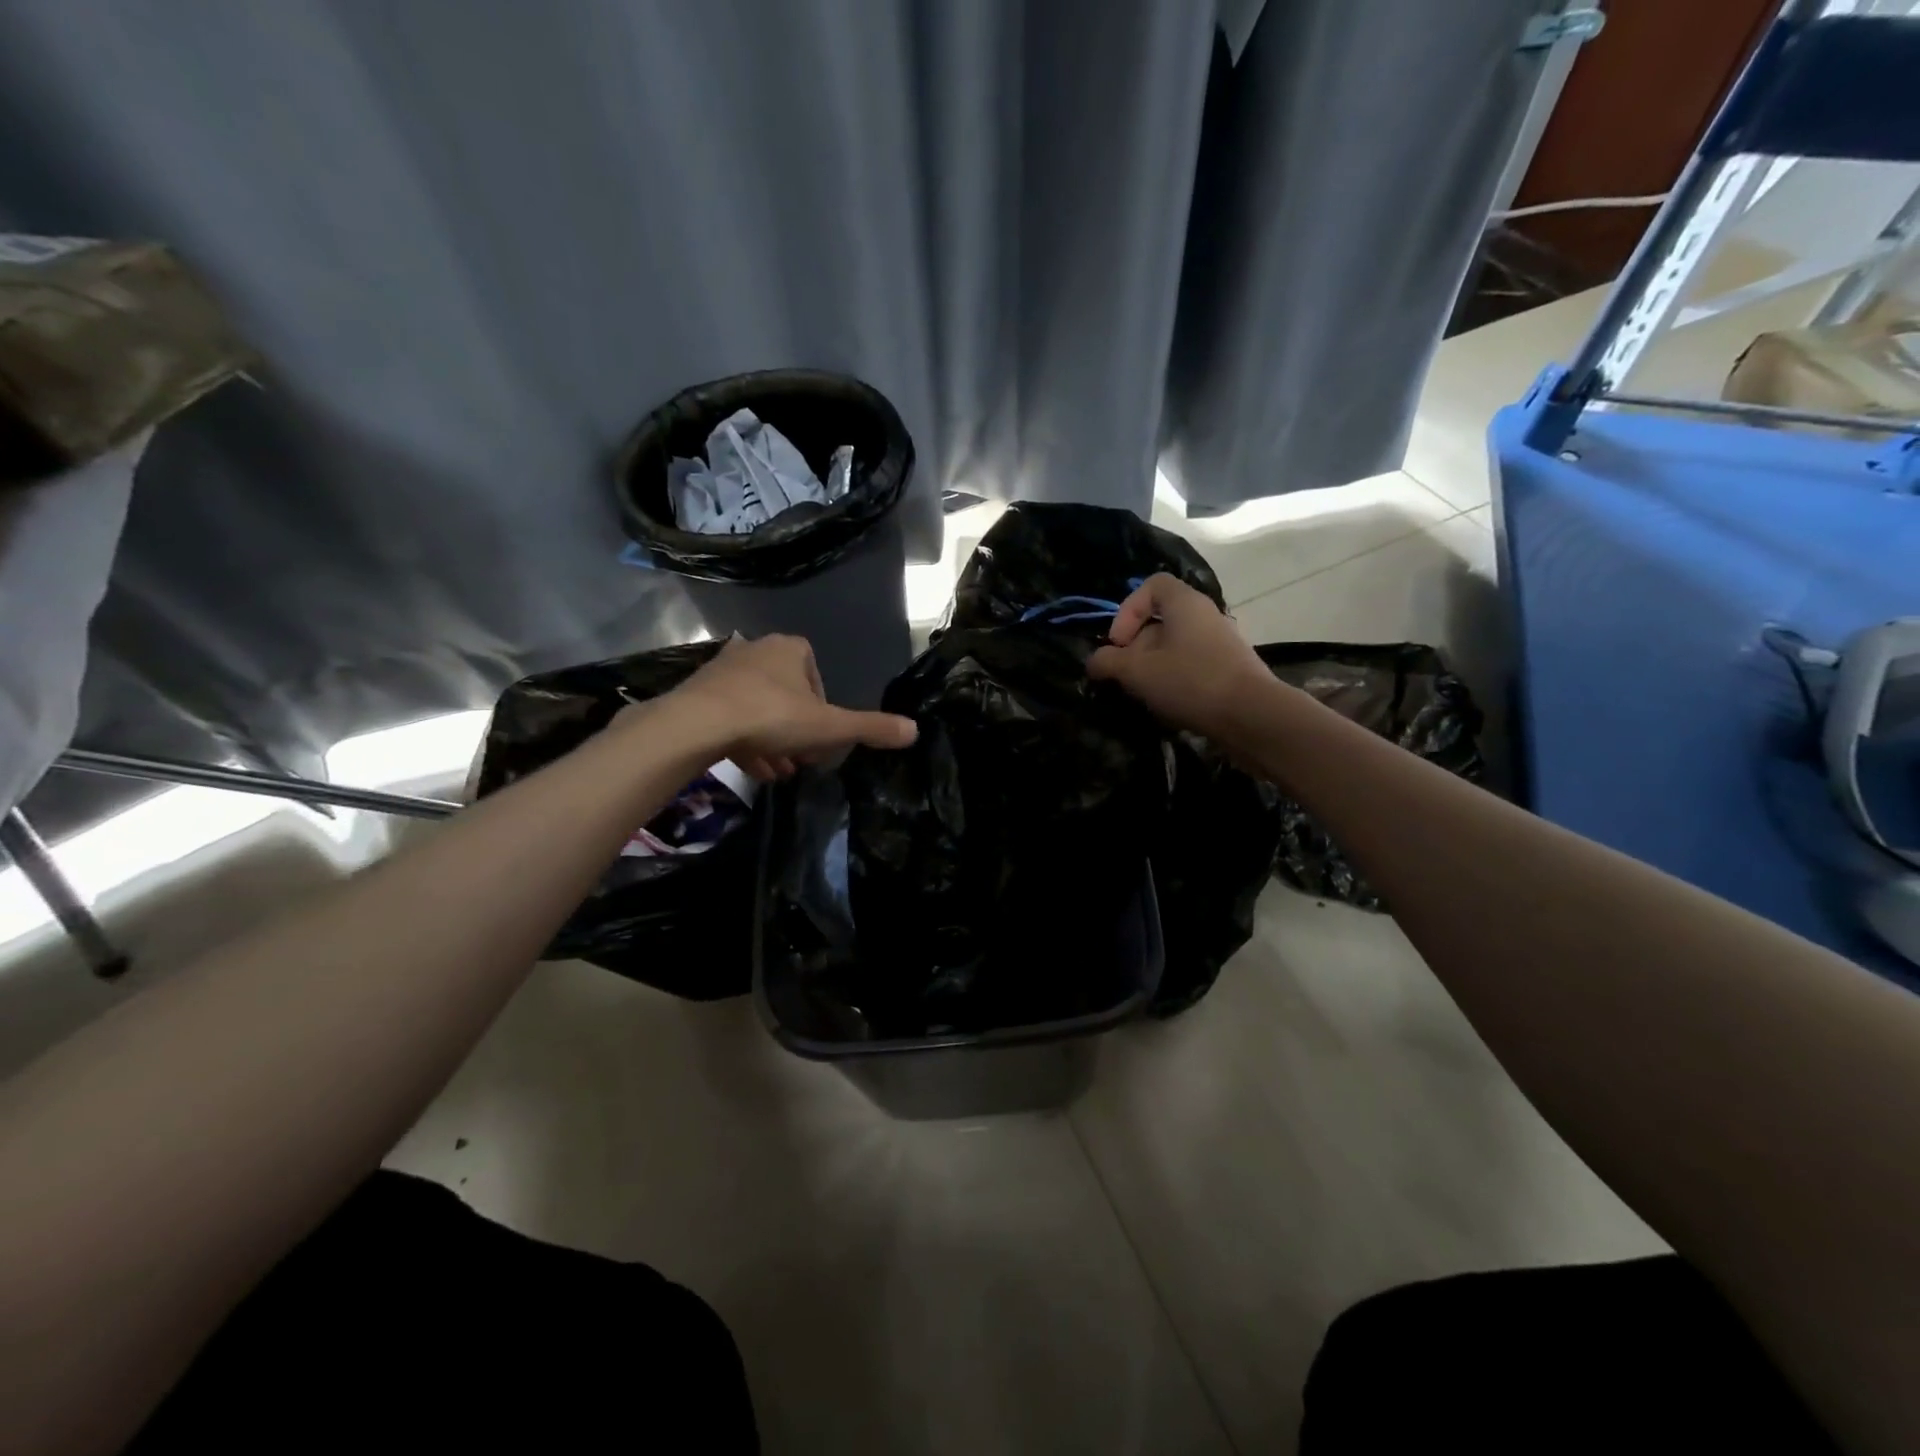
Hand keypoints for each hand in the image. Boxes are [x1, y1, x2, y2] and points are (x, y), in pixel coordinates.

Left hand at [659, 634, 916, 780]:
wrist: (697, 724)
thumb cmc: (771, 716)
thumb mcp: (829, 727)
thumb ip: (870, 728)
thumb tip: (914, 730)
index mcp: (790, 649)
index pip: (815, 672)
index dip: (823, 706)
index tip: (823, 734)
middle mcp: (756, 650)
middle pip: (786, 692)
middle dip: (796, 728)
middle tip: (802, 758)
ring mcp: (723, 670)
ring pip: (757, 707)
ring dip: (772, 739)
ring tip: (779, 771)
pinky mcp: (698, 692)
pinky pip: (730, 716)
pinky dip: (745, 741)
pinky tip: (754, 769)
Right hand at [1087, 574, 1276, 740]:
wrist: (1252, 716)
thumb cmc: (1191, 681)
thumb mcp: (1137, 671)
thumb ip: (1108, 662)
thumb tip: (1094, 661)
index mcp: (1185, 603)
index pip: (1152, 585)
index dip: (1128, 610)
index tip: (1119, 643)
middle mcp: (1205, 615)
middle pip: (1160, 619)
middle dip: (1136, 646)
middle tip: (1125, 674)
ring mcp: (1221, 642)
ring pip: (1175, 646)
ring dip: (1153, 667)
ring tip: (1145, 693)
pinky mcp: (1229, 669)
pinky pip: (1192, 664)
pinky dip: (1174, 680)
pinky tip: (1169, 704)